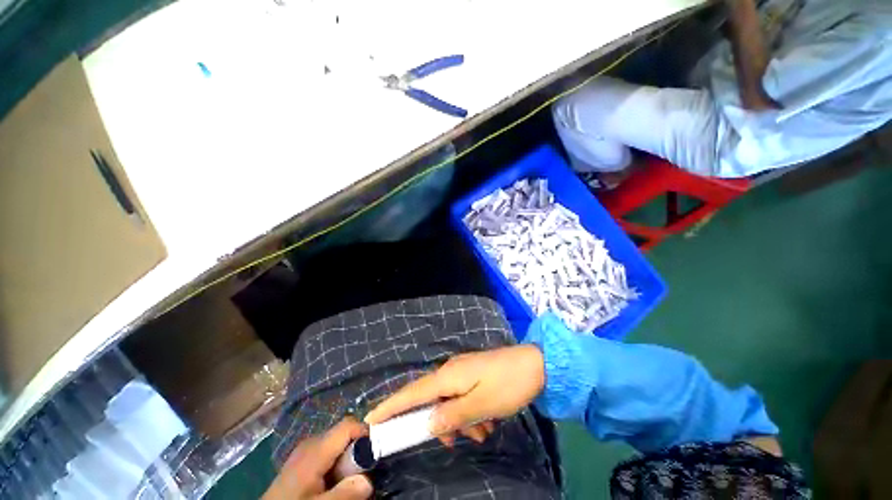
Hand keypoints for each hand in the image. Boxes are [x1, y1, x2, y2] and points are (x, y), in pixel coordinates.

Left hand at [263, 418, 373, 499]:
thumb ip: (345, 493)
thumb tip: (370, 481)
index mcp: (316, 448)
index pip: (348, 424)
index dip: (365, 433)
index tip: (376, 451)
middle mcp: (311, 442)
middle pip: (344, 434)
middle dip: (357, 451)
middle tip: (361, 473)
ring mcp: (305, 449)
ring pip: (337, 444)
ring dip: (347, 460)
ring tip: (346, 480)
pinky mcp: (302, 459)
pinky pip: (327, 452)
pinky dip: (336, 464)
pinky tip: (332, 482)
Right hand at [365, 345, 544, 444]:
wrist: (534, 364)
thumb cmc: (508, 384)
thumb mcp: (481, 405)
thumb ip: (453, 416)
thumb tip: (428, 425)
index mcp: (448, 376)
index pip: (412, 393)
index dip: (391, 406)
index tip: (370, 419)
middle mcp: (450, 371)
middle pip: (430, 400)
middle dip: (439, 423)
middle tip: (457, 439)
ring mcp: (462, 372)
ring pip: (449, 403)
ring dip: (460, 421)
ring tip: (482, 431)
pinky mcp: (472, 375)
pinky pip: (461, 398)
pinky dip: (469, 413)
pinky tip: (486, 422)